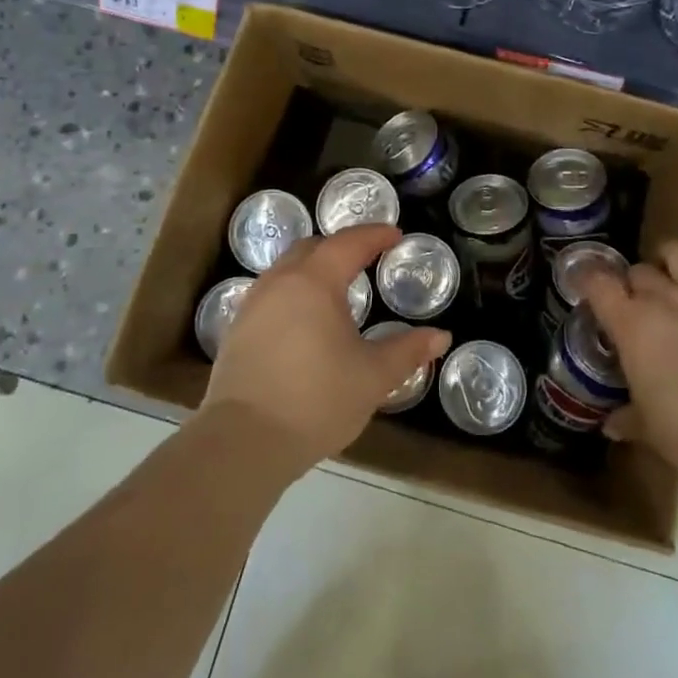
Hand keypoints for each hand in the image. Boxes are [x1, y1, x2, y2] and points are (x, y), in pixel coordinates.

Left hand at [202, 225, 451, 472]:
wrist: (243, 442)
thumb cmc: (316, 401)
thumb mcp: (373, 377)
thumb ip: (408, 351)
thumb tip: (441, 336)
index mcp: (315, 281)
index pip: (349, 243)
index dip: (375, 235)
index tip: (395, 235)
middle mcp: (280, 282)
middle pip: (312, 248)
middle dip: (341, 247)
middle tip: (366, 259)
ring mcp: (253, 304)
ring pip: (287, 269)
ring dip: (313, 268)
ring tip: (336, 289)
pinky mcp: (236, 330)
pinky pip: (271, 294)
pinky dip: (293, 292)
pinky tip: (304, 321)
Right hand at [581, 194, 677, 476]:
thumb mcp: (650, 428)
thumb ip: (629, 419)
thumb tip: (610, 424)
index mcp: (632, 325)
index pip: (599, 286)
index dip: (589, 279)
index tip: (585, 280)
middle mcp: (663, 298)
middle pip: (640, 272)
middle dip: (635, 280)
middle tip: (637, 297)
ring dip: (670, 255)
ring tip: (668, 261)